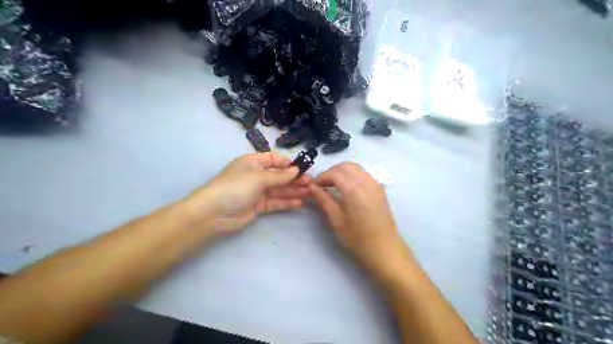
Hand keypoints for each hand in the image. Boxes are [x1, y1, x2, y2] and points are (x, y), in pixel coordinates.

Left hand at [186, 154, 310, 233]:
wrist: (214, 213)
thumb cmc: (236, 187)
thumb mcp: (258, 177)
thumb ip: (279, 175)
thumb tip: (296, 169)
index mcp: (253, 162)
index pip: (273, 159)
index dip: (287, 163)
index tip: (302, 168)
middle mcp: (256, 175)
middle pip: (279, 175)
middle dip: (294, 178)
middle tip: (310, 182)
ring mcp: (257, 191)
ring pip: (279, 189)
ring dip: (293, 190)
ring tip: (310, 192)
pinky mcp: (258, 206)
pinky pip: (275, 202)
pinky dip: (286, 202)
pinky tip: (299, 203)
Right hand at [309, 164, 407, 281]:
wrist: (384, 249)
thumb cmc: (358, 238)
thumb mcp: (336, 220)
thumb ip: (324, 200)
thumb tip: (312, 188)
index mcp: (354, 189)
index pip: (335, 173)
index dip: (322, 177)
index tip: (314, 186)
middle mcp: (366, 181)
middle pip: (346, 166)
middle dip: (331, 172)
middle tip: (322, 185)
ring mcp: (375, 184)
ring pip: (356, 168)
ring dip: (342, 172)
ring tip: (332, 186)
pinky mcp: (379, 189)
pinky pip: (363, 174)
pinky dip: (352, 175)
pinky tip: (346, 189)